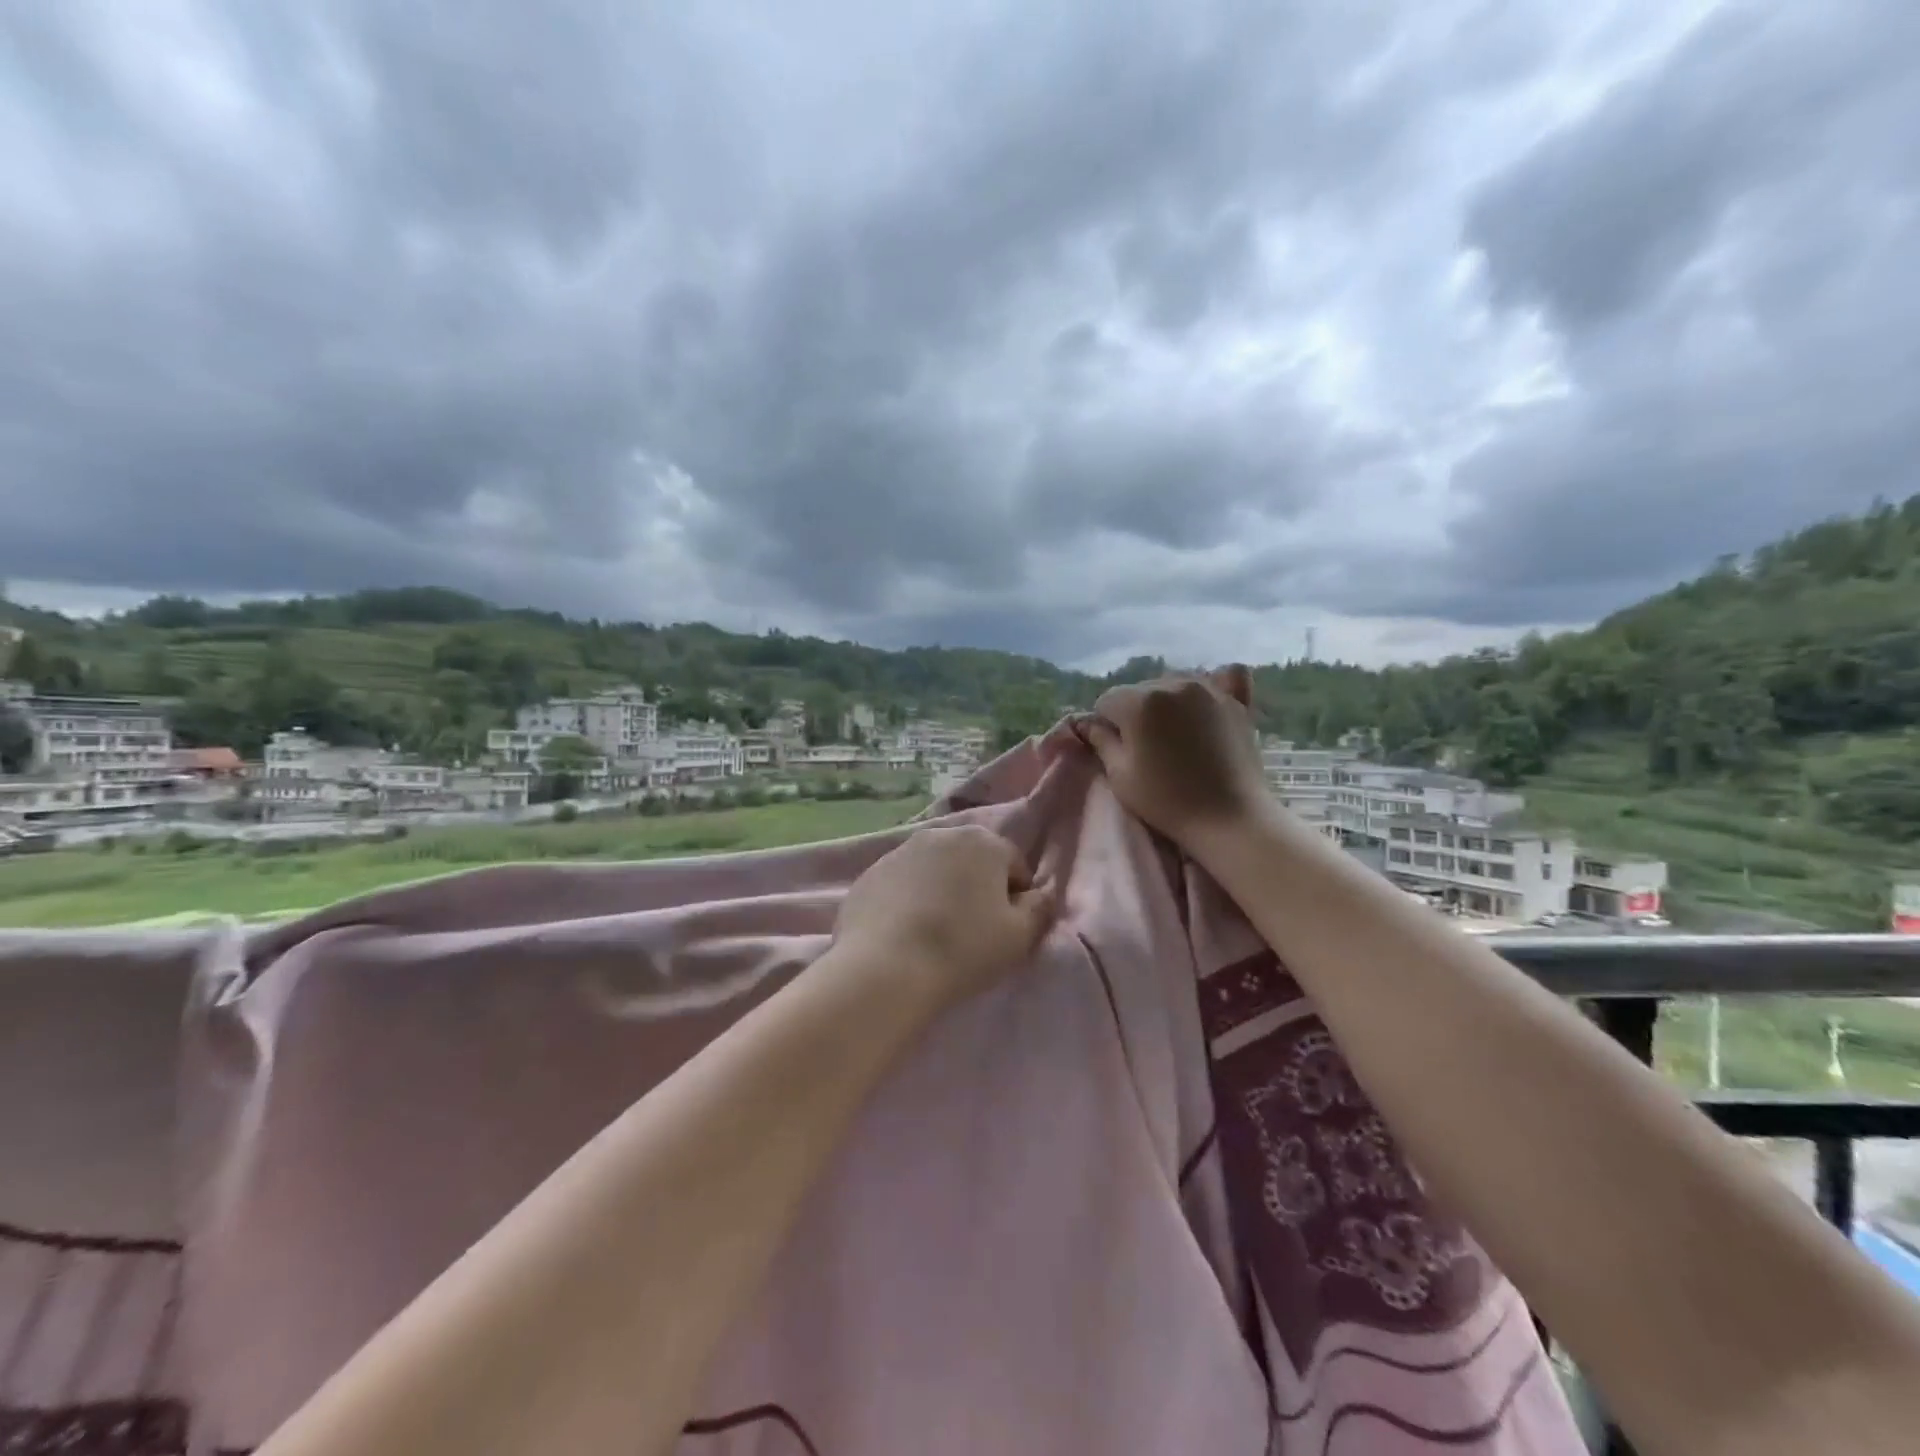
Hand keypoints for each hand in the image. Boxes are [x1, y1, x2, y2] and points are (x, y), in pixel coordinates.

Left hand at [832, 825, 1056, 1008]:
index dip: (1016, 898)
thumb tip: (1040, 894)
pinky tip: (904, 933)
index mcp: (983, 841)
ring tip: (935, 932)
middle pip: (972, 861)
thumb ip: (1040, 908)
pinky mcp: (870, 873)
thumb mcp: (1020, 936)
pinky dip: (908, 900)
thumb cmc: (963, 949)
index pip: (1014, 865)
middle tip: (972, 930)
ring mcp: (900, 851)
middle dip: (977, 887)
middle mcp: (941, 834)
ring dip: (941, 891)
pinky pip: (902, 884)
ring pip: (935, 869)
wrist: (884, 968)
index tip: (1006, 929)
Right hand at [1082, 666, 1272, 849]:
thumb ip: (1101, 741)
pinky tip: (1207, 705)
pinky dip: (1209, 688)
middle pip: (1140, 691)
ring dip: (1168, 704)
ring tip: (1177, 736)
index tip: (1117, 749)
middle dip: (1136, 712)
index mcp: (1139, 701)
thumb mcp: (1121, 775)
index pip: (1106, 701)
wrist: (1230, 818)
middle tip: (1147, 747)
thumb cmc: (1167, 800)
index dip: (1106, 725)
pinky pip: (1220, 678)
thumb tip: (1087, 723)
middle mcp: (1173, 684)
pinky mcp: (1236, 701)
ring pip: (1173, 686)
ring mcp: (1209, 689)